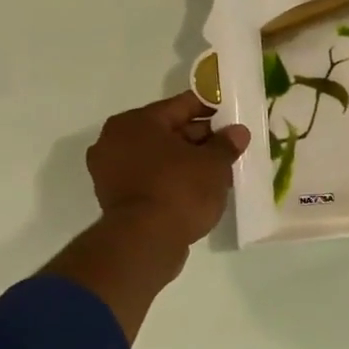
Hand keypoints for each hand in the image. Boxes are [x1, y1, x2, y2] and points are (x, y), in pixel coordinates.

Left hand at [86, 92, 250, 246]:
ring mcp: (111, 171)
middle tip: (231, 144)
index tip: (233, 113)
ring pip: (160, 156)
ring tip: (221, 168)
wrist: (145, 243)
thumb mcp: (213, 163)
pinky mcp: (116, 197)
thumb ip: (226, 144)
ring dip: (188, 159)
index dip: (211, 107)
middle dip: (201, 137)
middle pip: (168, 130)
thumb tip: (237, 132)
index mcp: (136, 122)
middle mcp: (116, 140)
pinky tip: (201, 187)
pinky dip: (174, 178)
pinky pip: (152, 177)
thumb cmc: (179, 190)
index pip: (181, 105)